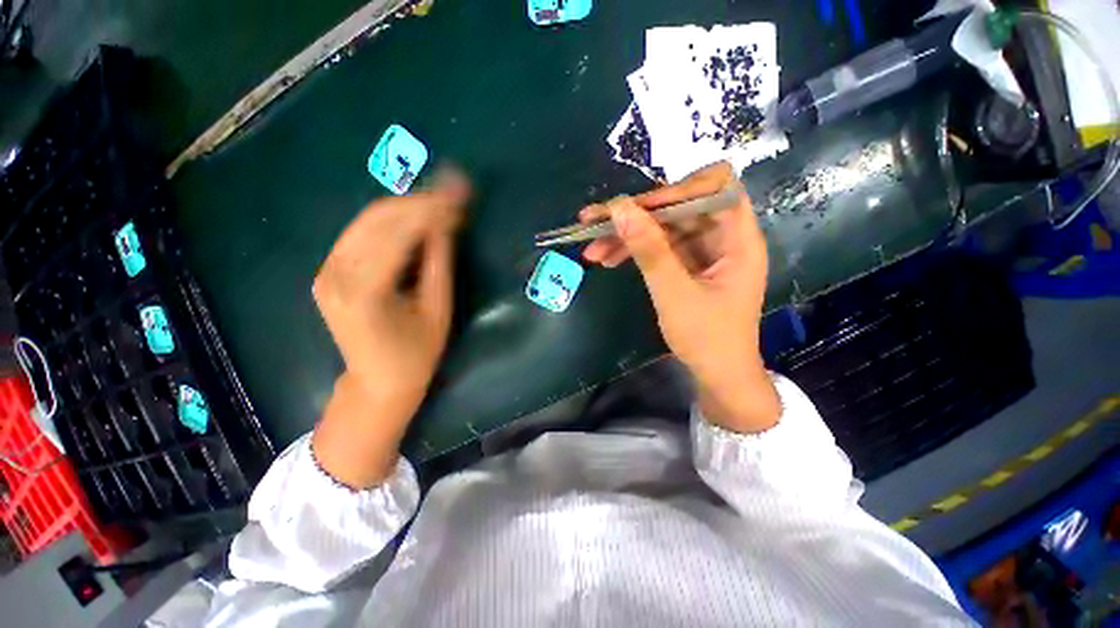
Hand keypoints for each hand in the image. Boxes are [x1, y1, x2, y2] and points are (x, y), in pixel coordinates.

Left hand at [312, 168, 470, 487]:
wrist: (376, 382)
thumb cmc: (416, 354)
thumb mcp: (438, 310)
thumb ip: (438, 263)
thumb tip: (446, 223)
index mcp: (366, 291)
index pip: (400, 233)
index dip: (432, 207)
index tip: (459, 189)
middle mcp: (337, 274)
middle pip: (379, 218)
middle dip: (419, 200)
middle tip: (452, 191)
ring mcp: (327, 271)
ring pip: (367, 220)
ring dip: (406, 207)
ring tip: (439, 202)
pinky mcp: (328, 271)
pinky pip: (360, 233)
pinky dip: (390, 221)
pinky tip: (415, 219)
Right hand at [581, 162, 779, 432]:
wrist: (717, 376)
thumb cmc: (707, 339)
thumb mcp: (674, 294)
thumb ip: (649, 250)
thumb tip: (620, 208)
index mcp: (738, 239)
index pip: (715, 188)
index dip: (677, 189)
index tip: (637, 208)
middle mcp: (723, 237)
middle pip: (679, 207)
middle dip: (636, 216)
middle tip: (595, 222)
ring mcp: (703, 252)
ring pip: (663, 228)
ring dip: (627, 235)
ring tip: (592, 249)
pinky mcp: (687, 265)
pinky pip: (659, 247)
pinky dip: (634, 251)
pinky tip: (608, 259)